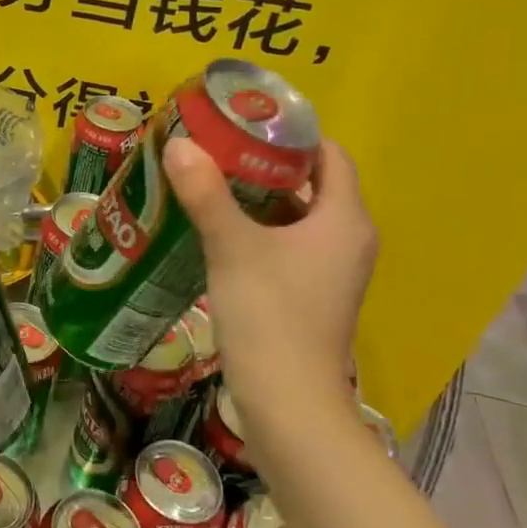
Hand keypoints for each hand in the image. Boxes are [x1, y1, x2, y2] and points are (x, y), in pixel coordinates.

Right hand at [163, 134, 375, 433]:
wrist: (289, 404)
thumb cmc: (270, 315)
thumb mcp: (232, 247)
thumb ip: (206, 193)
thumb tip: (178, 143)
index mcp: (344, 220)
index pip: (329, 155)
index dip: (292, 134)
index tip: (244, 123)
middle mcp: (348, 240)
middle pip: (312, 184)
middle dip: (266, 164)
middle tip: (217, 149)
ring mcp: (333, 272)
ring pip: (298, 217)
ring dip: (259, 199)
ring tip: (211, 182)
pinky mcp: (313, 295)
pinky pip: (290, 245)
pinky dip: (260, 230)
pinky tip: (218, 230)